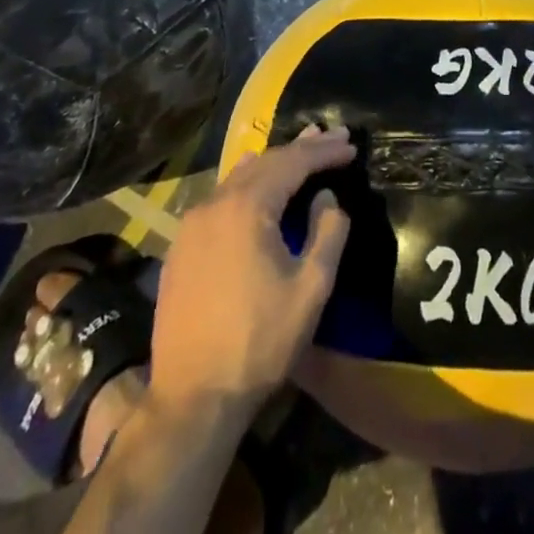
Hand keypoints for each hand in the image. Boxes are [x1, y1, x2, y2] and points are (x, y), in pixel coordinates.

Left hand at [147, 125, 354, 420]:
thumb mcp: (311, 288)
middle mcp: (216, 203)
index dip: (325, 152)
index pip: (294, 162)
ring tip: (301, 148)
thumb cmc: (260, 342)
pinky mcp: (181, 246)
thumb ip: (328, 231)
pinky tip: (258, 182)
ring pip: (240, 175)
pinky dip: (248, 182)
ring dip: (274, 161)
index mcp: (248, 207)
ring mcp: (193, 224)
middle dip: (302, 148)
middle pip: (266, 161)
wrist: (192, 398)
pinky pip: (221, 197)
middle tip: (333, 135)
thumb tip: (325, 197)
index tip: (351, 144)